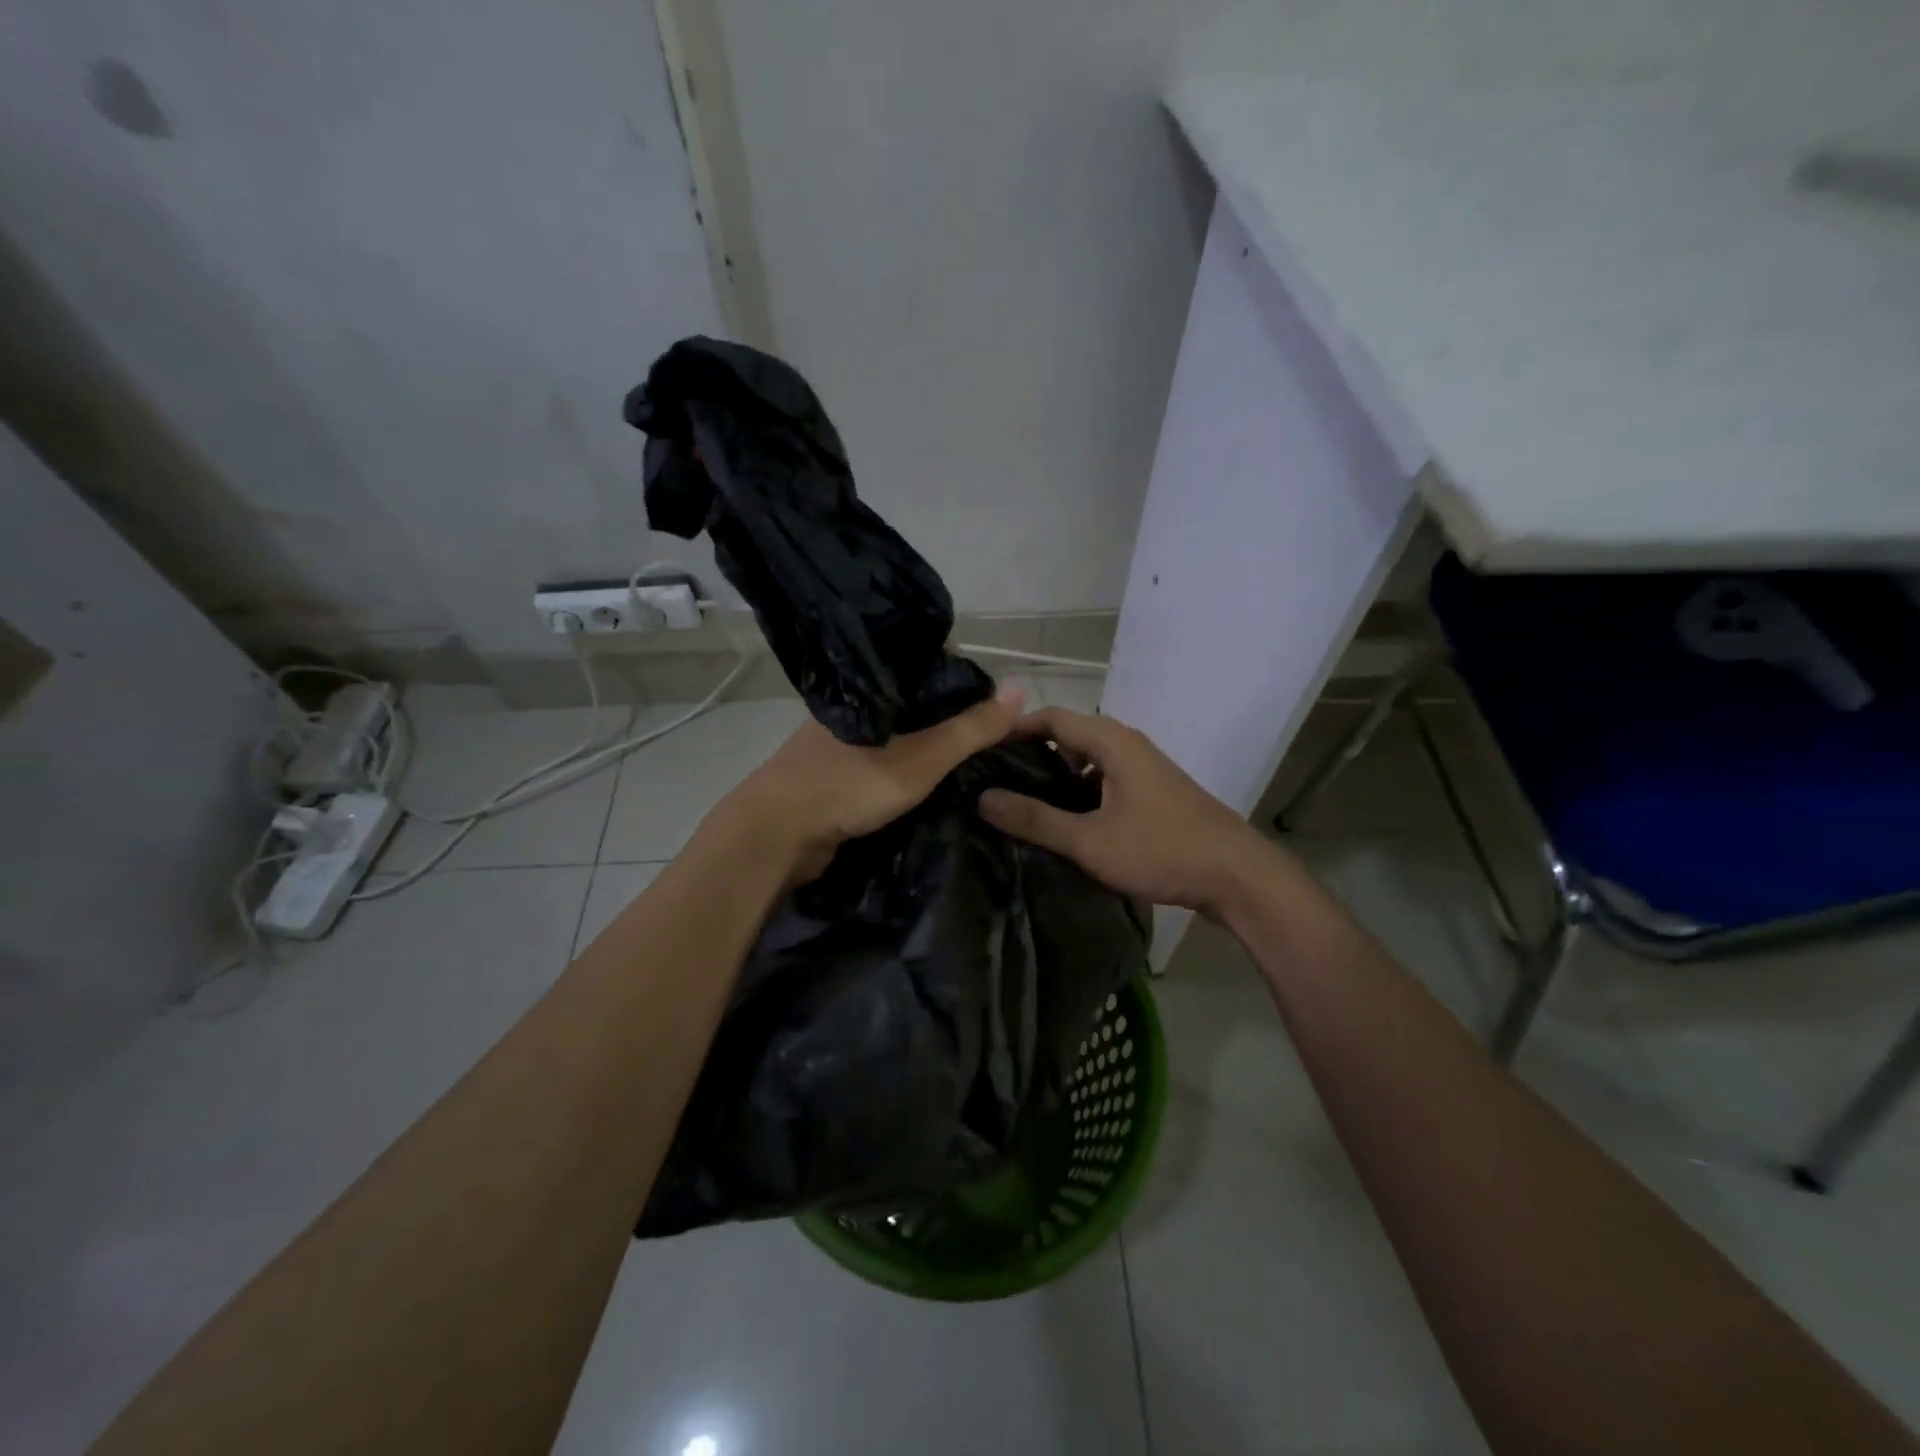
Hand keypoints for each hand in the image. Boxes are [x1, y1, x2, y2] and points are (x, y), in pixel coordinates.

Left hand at [719, 684, 1025, 884]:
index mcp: (869, 689)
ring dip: (926, 742)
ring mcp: (838, 741)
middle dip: (948, 713)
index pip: (924, 666)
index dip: (961, 676)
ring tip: (969, 755)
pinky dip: (905, 765)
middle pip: (911, 701)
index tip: (996, 697)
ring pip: (895, 732)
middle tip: (990, 732)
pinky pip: (879, 760)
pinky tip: (928, 780)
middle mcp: (854, 707)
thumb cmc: (847, 787)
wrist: (774, 836)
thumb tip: (1020, 688)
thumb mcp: (920, 759)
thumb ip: (968, 729)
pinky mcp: (832, 773)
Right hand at [978, 707, 1265, 916]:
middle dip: (1030, 754)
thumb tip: (983, 799)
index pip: (1050, 717)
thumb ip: (1035, 820)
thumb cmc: (1162, 850)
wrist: (1237, 876)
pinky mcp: (1152, 792)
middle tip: (994, 780)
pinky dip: (1079, 791)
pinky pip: (1104, 779)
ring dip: (1055, 776)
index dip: (1012, 728)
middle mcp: (1127, 745)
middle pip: (1068, 736)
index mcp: (1112, 742)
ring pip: (1087, 760)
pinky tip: (1065, 822)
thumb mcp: (1090, 840)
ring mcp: (1143, 768)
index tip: (979, 750)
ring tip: (1021, 804)